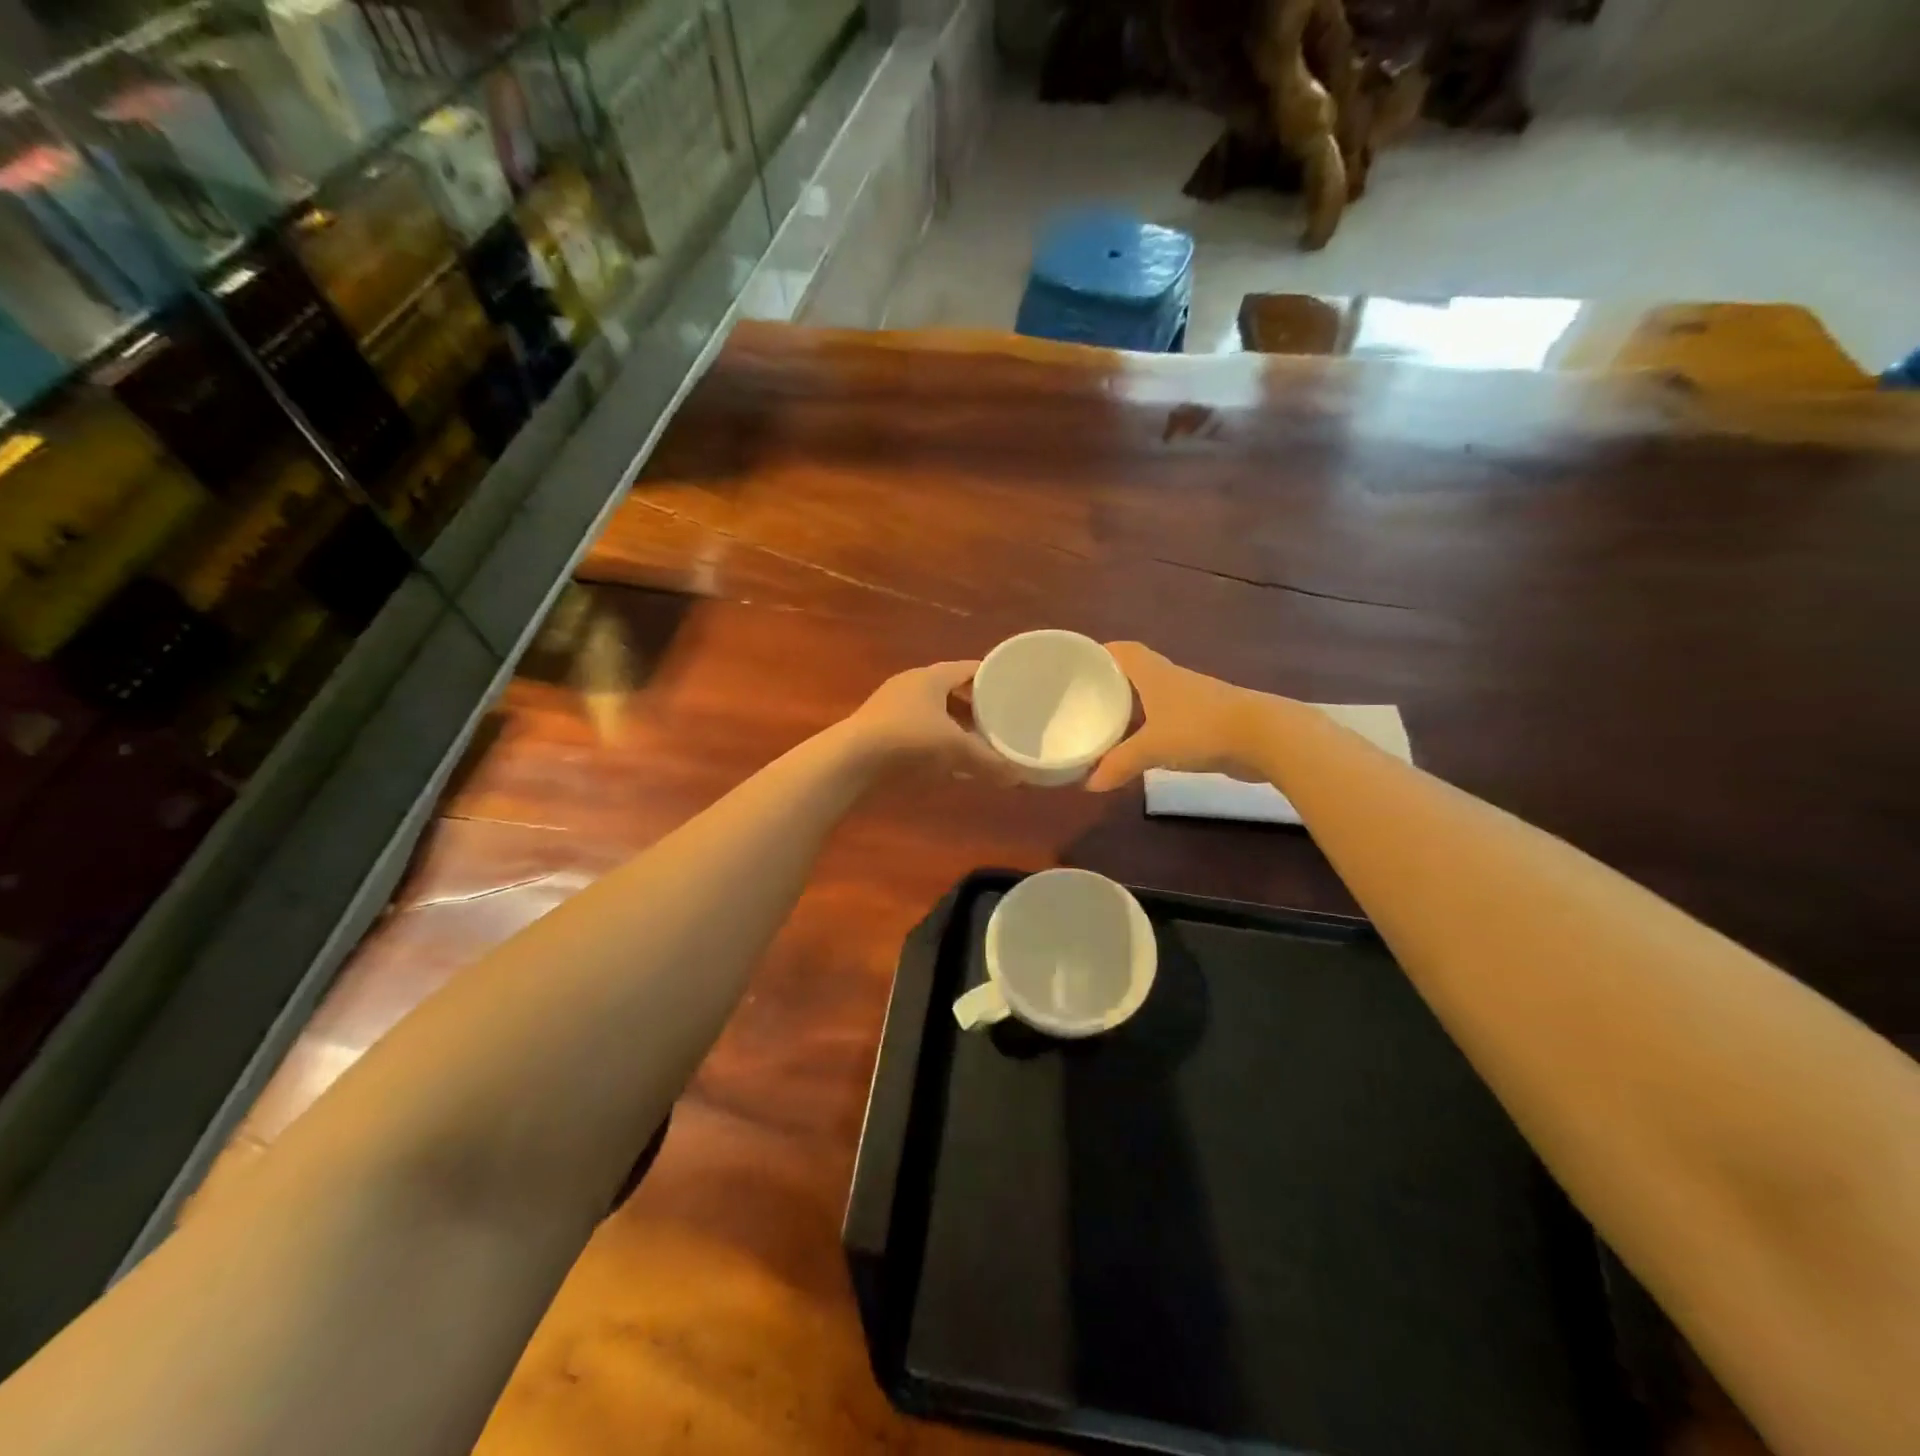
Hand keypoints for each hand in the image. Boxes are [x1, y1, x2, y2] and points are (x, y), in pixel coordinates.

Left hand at [844, 661, 1022, 782]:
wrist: (850, 761)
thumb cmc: (908, 740)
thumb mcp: (955, 749)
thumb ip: (989, 761)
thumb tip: (1019, 776)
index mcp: (931, 677)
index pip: (970, 669)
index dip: (993, 679)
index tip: (1014, 693)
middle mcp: (912, 685)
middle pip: (952, 690)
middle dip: (976, 707)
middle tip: (1000, 722)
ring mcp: (892, 706)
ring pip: (934, 712)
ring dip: (955, 726)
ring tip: (978, 743)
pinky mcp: (881, 729)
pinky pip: (919, 729)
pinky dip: (936, 740)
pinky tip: (947, 761)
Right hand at [1085, 642, 1271, 790]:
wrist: (1266, 737)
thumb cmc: (1201, 728)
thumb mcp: (1153, 748)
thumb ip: (1120, 764)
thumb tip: (1089, 784)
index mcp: (1155, 675)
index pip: (1124, 652)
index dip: (1102, 653)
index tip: (1079, 662)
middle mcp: (1173, 680)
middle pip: (1138, 672)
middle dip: (1114, 682)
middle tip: (1086, 698)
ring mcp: (1194, 699)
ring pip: (1156, 697)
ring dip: (1135, 706)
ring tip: (1110, 723)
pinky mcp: (1210, 720)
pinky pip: (1172, 718)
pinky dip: (1155, 727)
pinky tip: (1145, 745)